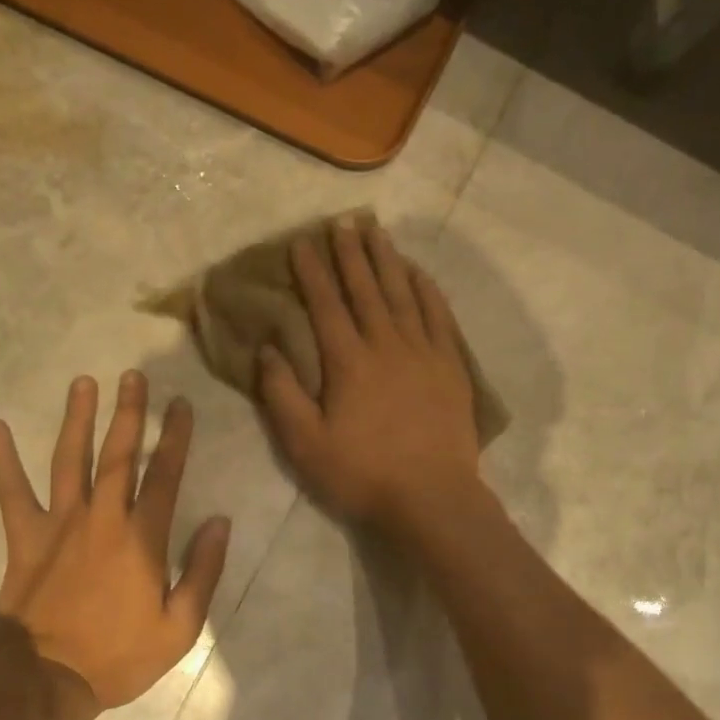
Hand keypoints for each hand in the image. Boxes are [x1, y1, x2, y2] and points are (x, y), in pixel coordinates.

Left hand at [0, 373, 229, 719]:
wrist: (45, 683)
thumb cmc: (119, 657)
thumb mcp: (180, 626)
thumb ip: (203, 570)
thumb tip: (219, 521)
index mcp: (142, 538)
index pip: (165, 475)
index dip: (175, 437)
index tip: (181, 404)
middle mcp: (102, 518)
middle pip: (119, 454)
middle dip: (130, 412)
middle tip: (133, 375)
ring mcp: (59, 524)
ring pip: (71, 460)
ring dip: (78, 419)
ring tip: (83, 383)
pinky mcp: (24, 538)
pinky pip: (11, 492)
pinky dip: (2, 459)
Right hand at [258, 217, 482, 533]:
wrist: (431, 497)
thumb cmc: (362, 474)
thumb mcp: (305, 444)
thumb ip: (282, 394)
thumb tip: (268, 348)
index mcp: (347, 362)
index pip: (325, 304)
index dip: (311, 271)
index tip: (301, 243)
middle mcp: (386, 344)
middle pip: (365, 288)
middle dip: (350, 254)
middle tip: (342, 222)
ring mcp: (423, 352)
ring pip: (402, 293)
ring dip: (387, 261)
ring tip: (377, 232)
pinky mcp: (451, 365)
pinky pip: (438, 315)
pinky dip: (426, 290)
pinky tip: (418, 273)